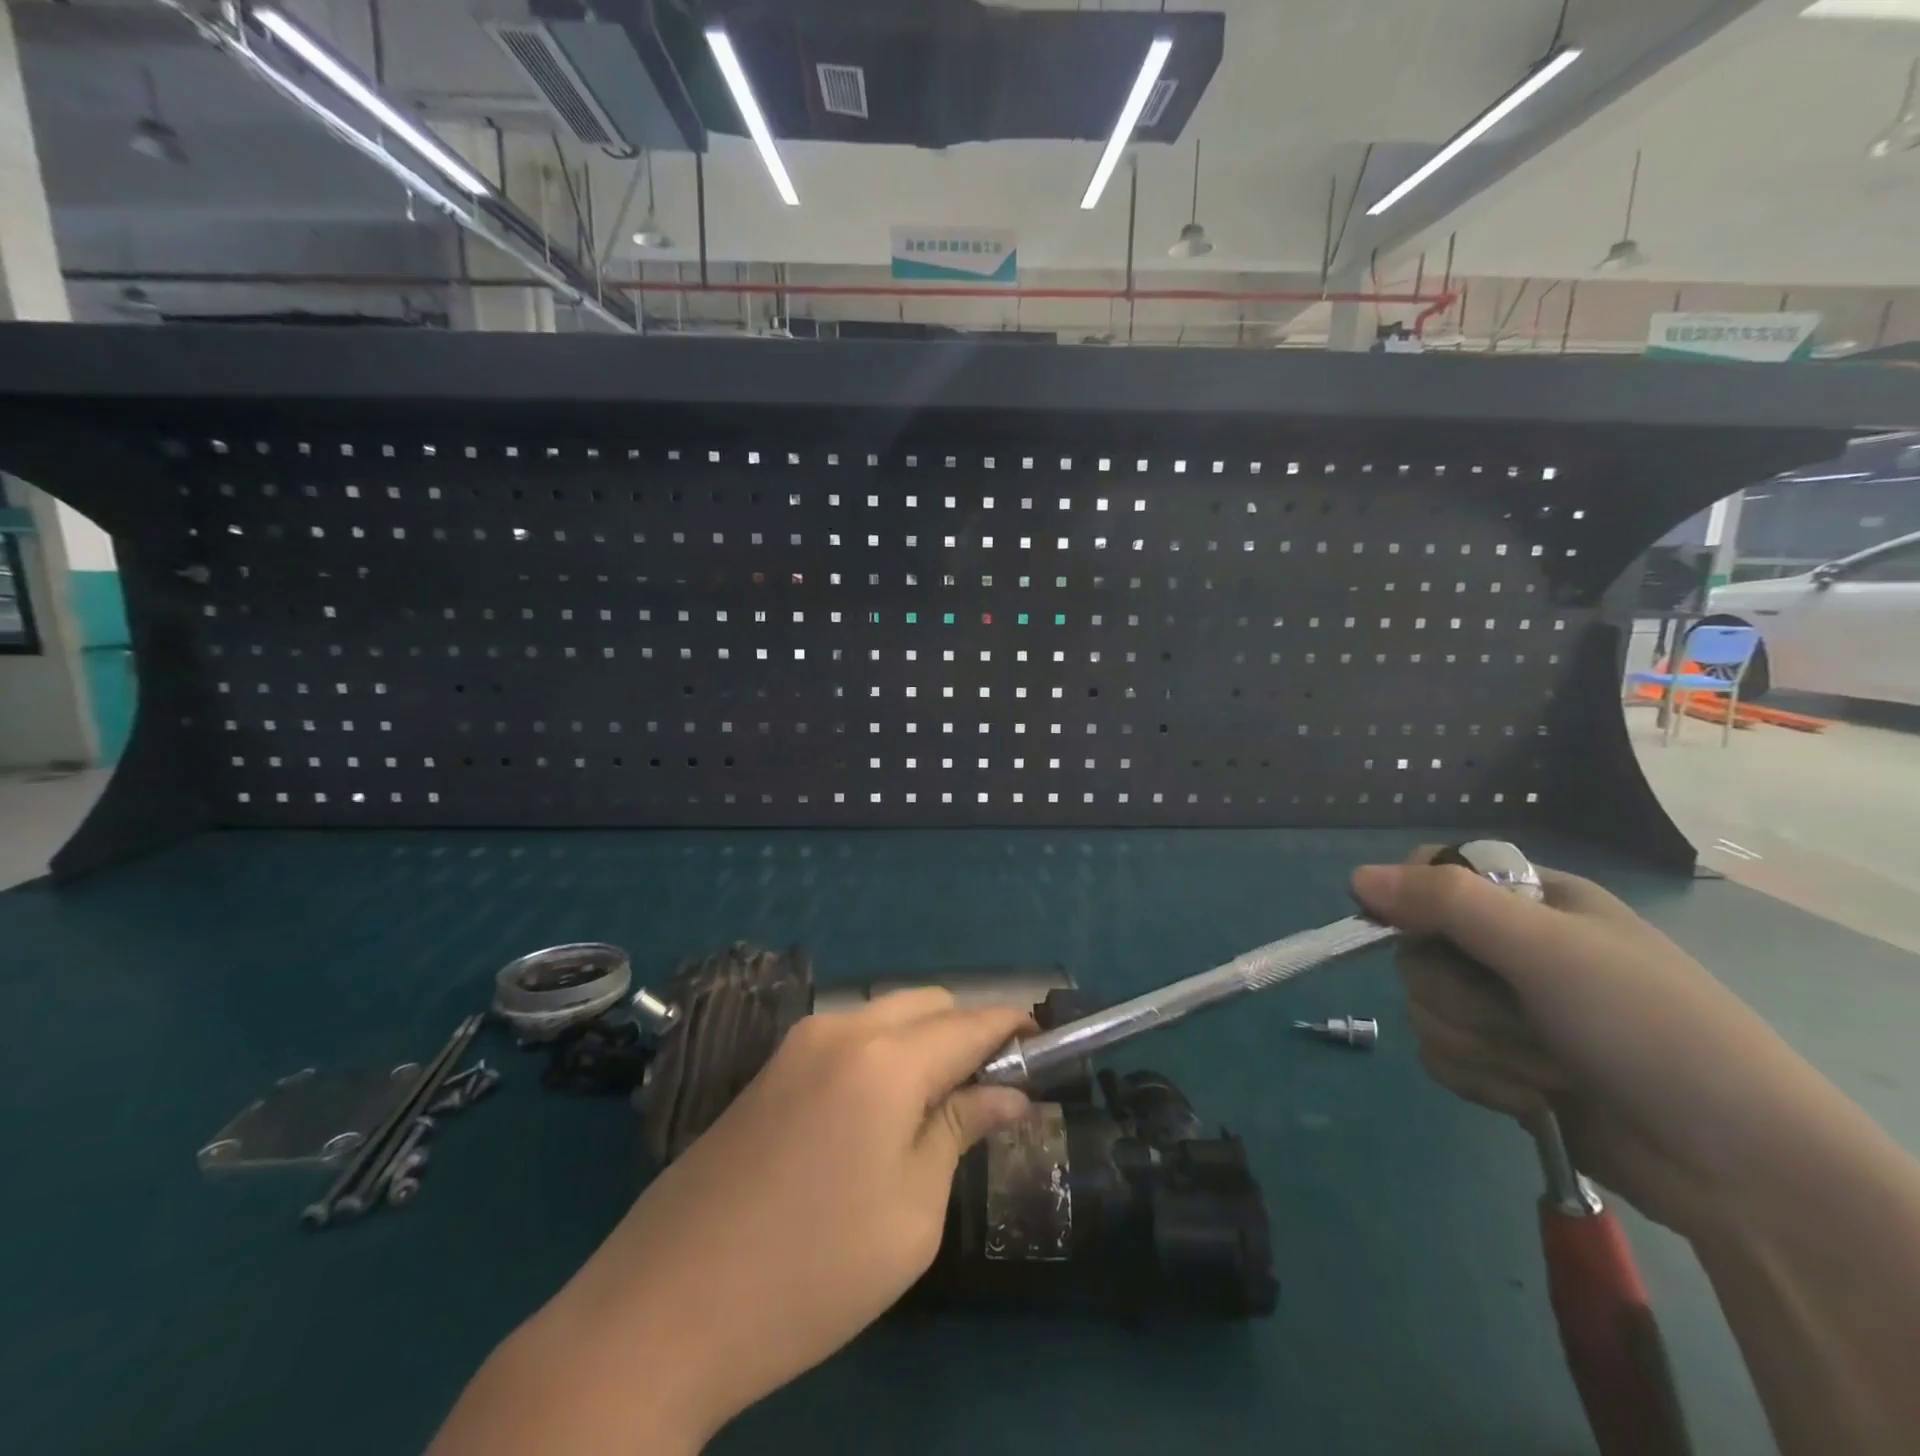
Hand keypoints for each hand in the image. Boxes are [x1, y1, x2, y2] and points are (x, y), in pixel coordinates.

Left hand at [431, 990, 1030, 1455]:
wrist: (662, 1310)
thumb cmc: (809, 1275)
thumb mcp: (911, 1214)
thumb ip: (960, 1130)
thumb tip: (1007, 1091)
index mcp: (885, 1059)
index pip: (971, 1022)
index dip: (1015, 1027)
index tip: (1049, 1044)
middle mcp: (841, 1029)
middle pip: (928, 1004)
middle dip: (969, 1030)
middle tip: (994, 1089)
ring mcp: (797, 1043)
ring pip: (886, 1014)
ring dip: (925, 1039)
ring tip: (941, 1104)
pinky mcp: (769, 1067)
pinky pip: (848, 1036)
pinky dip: (884, 1051)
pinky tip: (882, 1110)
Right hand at [1352, 851, 1861, 1236]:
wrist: (1735, 1168)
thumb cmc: (1648, 1029)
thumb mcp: (1546, 949)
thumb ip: (1446, 903)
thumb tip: (1354, 878)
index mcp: (1529, 901)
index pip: (1432, 873)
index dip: (1411, 898)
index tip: (1421, 932)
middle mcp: (1509, 948)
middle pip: (1416, 949)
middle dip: (1459, 996)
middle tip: (1519, 1016)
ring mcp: (1504, 1009)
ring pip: (1423, 1007)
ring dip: (1478, 1045)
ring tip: (1547, 1069)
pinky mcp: (1499, 1064)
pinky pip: (1439, 1055)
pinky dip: (1481, 1080)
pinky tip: (1534, 1098)